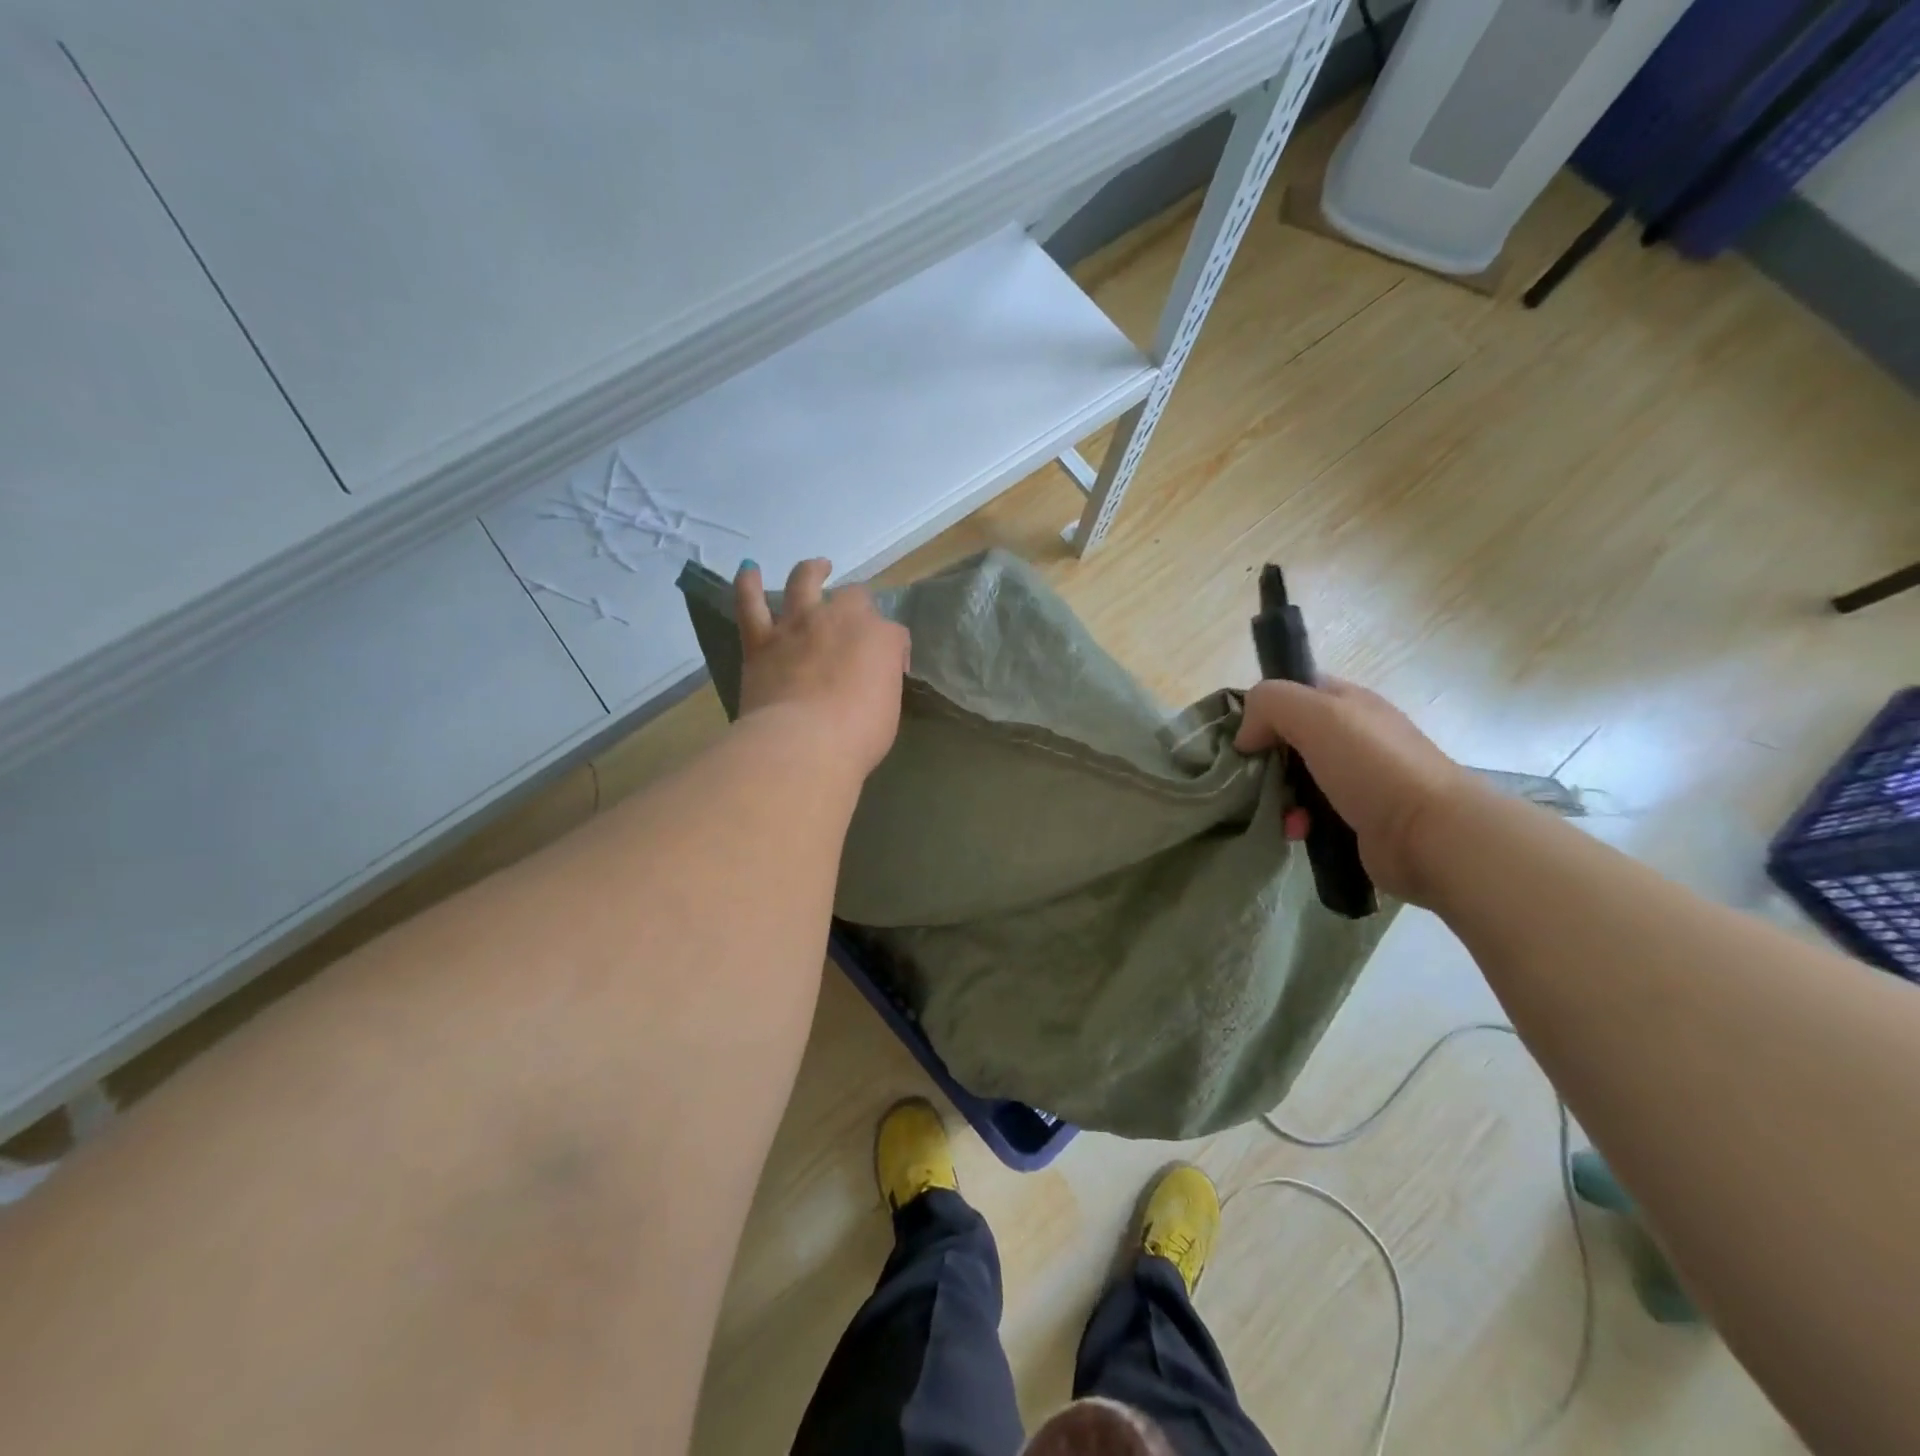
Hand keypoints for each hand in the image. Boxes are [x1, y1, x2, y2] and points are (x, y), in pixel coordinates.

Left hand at [735, 558, 910, 780]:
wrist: (804, 743)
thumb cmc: (858, 737)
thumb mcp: (889, 711)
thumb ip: (881, 684)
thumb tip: (870, 680)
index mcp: (881, 638)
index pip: (894, 634)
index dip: (894, 650)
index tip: (891, 670)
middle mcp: (841, 619)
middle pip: (854, 597)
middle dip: (858, 607)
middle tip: (854, 624)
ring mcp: (799, 625)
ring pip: (805, 582)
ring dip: (812, 572)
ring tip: (817, 568)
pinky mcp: (762, 640)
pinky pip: (750, 603)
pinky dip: (748, 584)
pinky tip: (749, 570)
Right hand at [1235, 677, 1477, 905]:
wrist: (1431, 835)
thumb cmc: (1373, 766)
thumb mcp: (1315, 714)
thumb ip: (1269, 704)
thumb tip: (1245, 735)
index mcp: (1346, 703)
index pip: (1292, 692)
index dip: (1262, 708)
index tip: (1241, 734)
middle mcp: (1351, 736)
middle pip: (1287, 739)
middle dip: (1263, 758)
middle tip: (1249, 777)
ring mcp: (1355, 779)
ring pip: (1294, 779)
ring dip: (1276, 794)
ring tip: (1276, 810)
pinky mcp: (1354, 819)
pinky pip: (1309, 814)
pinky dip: (1296, 821)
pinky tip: (1296, 831)